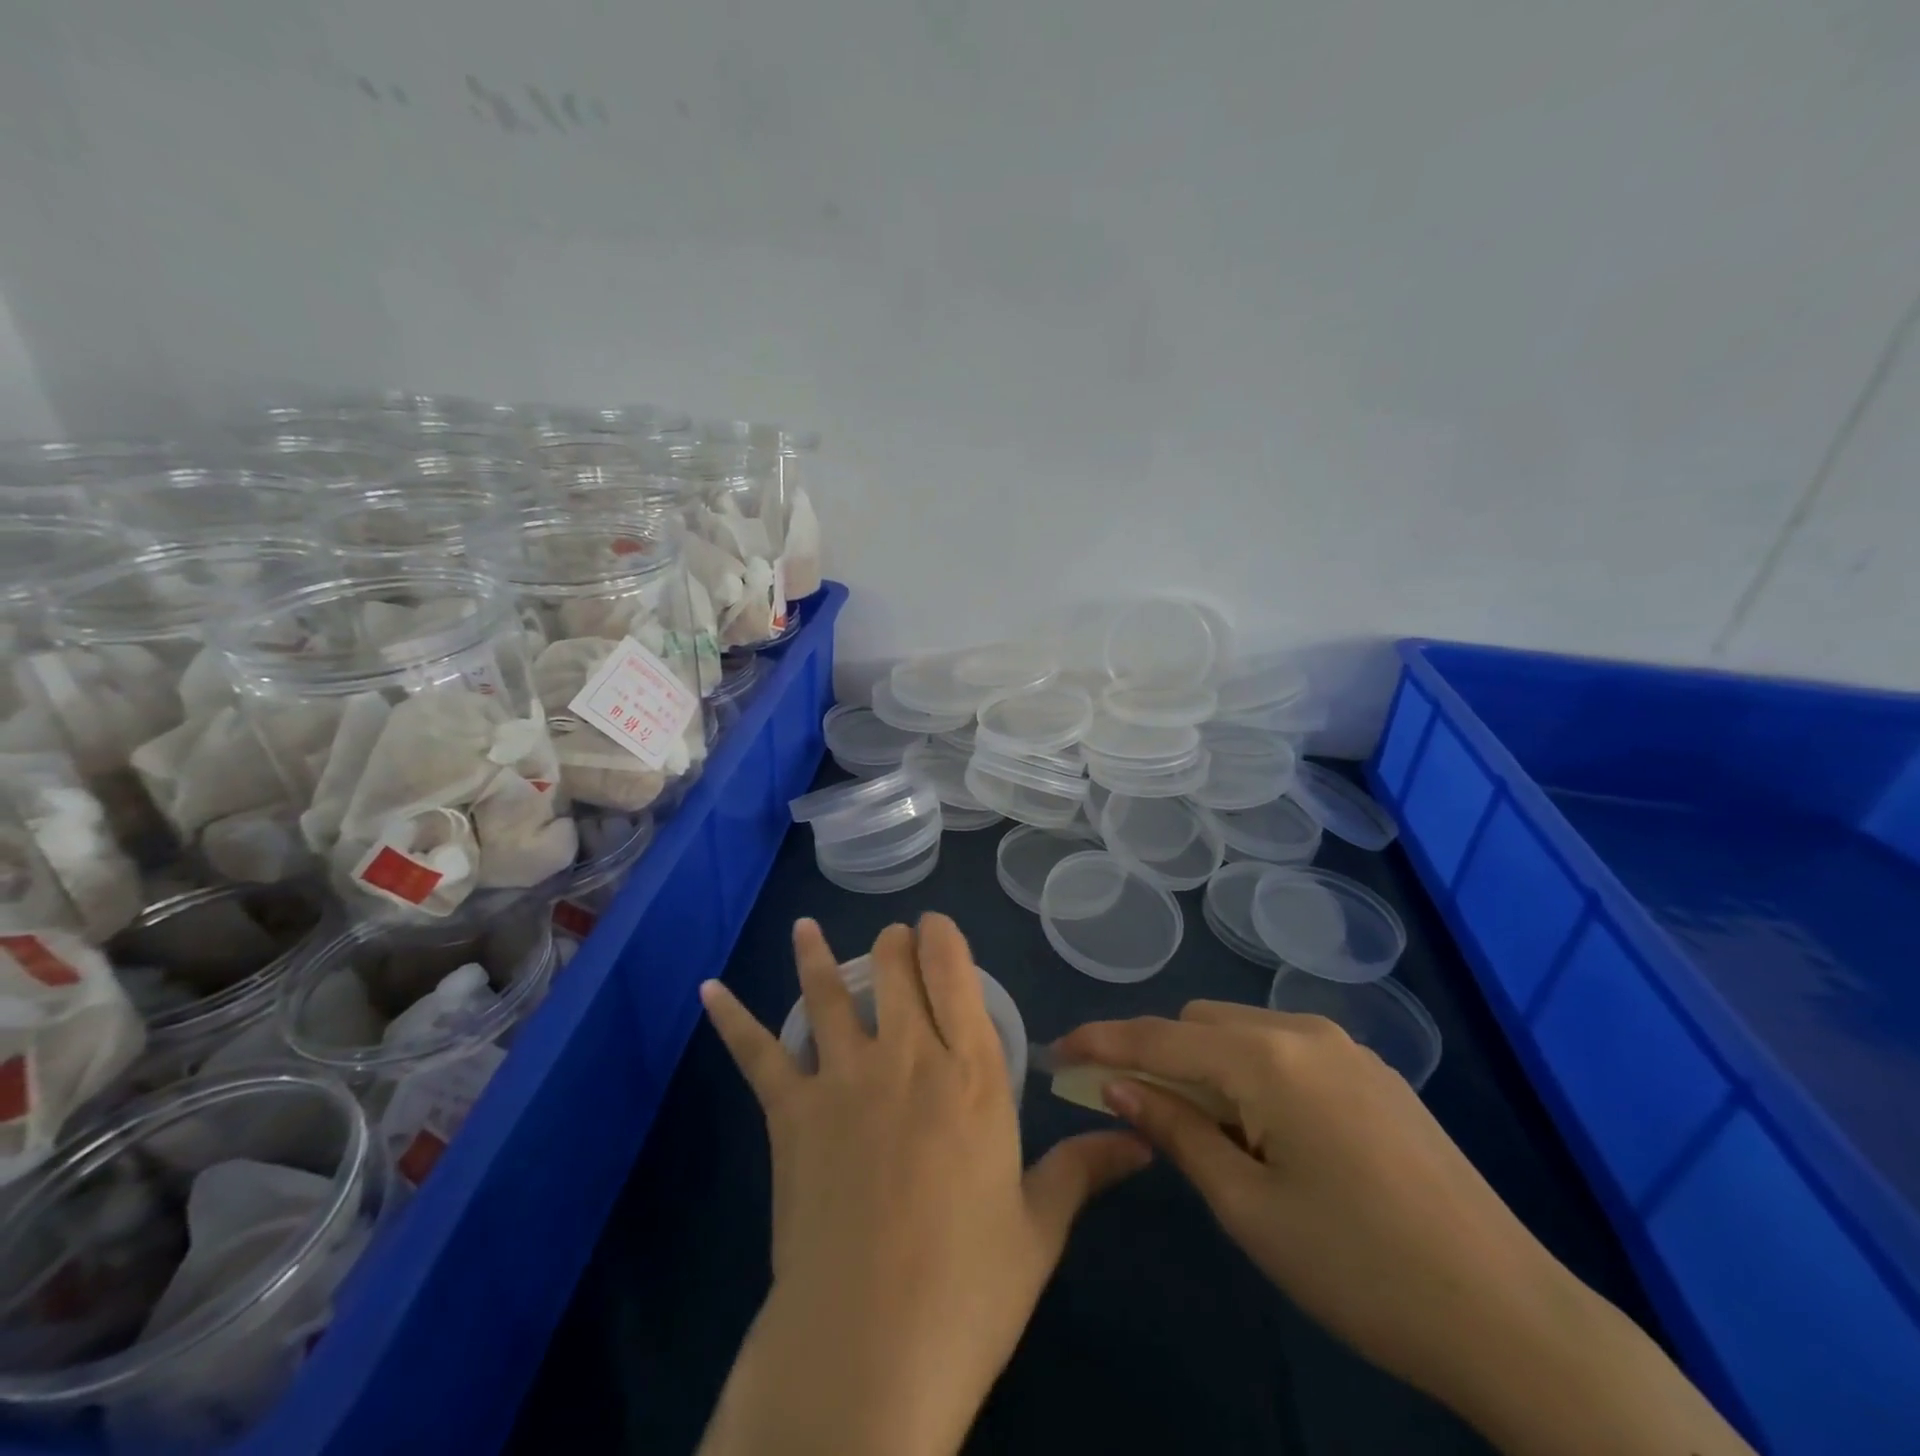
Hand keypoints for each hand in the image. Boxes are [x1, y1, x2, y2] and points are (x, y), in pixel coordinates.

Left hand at [698, 915, 1148, 1455]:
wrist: (869, 1350)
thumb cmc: (968, 1288)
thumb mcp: (1038, 1228)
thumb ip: (1084, 1170)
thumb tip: (1143, 1142)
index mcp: (970, 1073)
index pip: (954, 973)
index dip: (941, 938)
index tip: (936, 928)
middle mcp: (906, 1055)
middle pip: (893, 968)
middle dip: (893, 945)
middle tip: (893, 942)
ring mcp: (842, 1078)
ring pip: (827, 992)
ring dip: (817, 956)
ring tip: (806, 928)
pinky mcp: (790, 1112)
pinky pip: (757, 1052)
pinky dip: (731, 1017)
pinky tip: (708, 988)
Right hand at [1056, 1001, 1753, 1455]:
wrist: (1511, 1316)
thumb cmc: (1360, 1269)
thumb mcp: (1249, 1208)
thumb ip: (1175, 1131)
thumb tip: (1117, 1086)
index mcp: (1267, 1059)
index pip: (1158, 1038)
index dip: (1101, 1042)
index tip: (1057, 1053)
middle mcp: (1302, 1031)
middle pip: (1198, 1023)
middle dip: (1154, 1053)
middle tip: (1129, 1106)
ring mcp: (1344, 1046)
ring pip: (1241, 1030)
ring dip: (1202, 1060)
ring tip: (1196, 1123)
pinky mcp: (1372, 1070)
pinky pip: (1283, 1045)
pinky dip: (1247, 1067)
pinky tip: (1258, 1122)